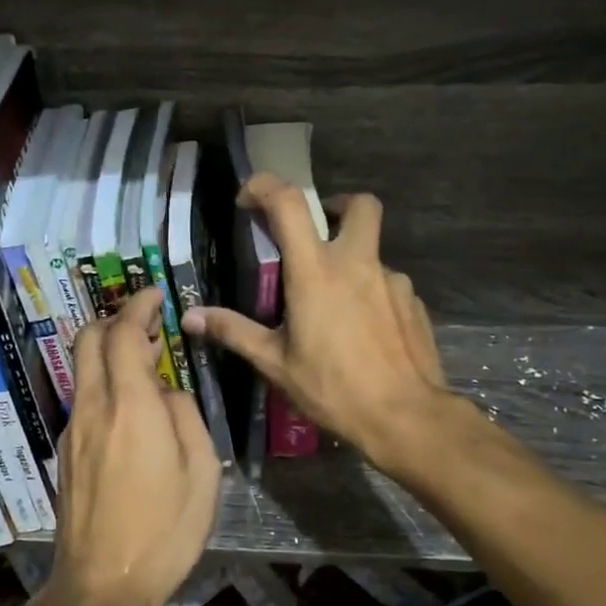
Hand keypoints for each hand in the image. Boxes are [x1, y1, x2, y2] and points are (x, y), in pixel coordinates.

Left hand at [42, 287, 221, 605]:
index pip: (122, 334)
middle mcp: (93, 408)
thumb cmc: (164, 531)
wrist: (102, 585)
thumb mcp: (201, 472)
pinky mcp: (66, 452)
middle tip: (147, 325)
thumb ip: (184, 416)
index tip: (154, 296)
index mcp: (131, 407)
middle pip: (88, 339)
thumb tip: (166, 394)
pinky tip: (130, 409)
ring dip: (109, 352)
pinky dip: (104, 383)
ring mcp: (73, 430)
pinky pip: (84, 398)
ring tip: (145, 364)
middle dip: (115, 319)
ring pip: (83, 368)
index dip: (137, 306)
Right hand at [180, 173, 462, 468]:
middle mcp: (357, 264)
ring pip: (372, 252)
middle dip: (336, 206)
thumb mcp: (275, 363)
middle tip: (316, 235)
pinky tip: (362, 332)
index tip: (248, 200)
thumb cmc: (333, 388)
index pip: (289, 203)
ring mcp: (393, 282)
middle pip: (359, 205)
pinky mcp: (415, 304)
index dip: (265, 187)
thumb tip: (190, 318)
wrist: (406, 419)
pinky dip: (371, 295)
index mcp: (316, 271)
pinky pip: (388, 286)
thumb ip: (233, 332)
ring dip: (351, 264)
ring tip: (334, 307)